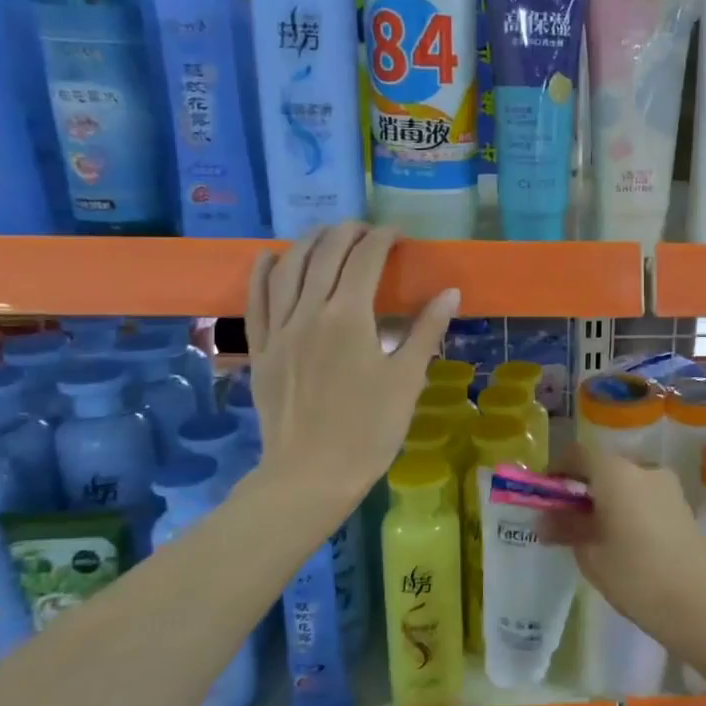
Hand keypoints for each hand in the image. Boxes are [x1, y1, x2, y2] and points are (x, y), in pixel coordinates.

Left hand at [245, 223, 458, 506]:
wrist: (311, 475)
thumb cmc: (369, 429)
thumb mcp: (407, 380)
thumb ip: (426, 330)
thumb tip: (450, 292)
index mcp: (349, 317)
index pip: (365, 260)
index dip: (382, 238)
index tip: (398, 233)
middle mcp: (309, 312)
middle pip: (324, 255)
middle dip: (347, 233)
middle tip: (367, 231)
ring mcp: (280, 330)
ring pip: (288, 269)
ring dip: (308, 243)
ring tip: (327, 235)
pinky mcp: (261, 350)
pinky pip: (256, 300)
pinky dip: (263, 272)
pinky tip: (271, 257)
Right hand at [545, 442, 705, 649]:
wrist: (698, 602)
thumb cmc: (635, 574)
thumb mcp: (590, 553)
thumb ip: (566, 527)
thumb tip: (546, 518)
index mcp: (615, 472)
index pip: (577, 454)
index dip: (556, 470)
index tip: (544, 495)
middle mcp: (643, 468)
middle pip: (603, 467)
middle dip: (581, 488)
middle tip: (564, 519)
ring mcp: (667, 485)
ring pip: (625, 482)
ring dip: (606, 499)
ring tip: (593, 534)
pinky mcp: (681, 505)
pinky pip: (644, 496)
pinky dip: (627, 508)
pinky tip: (622, 540)